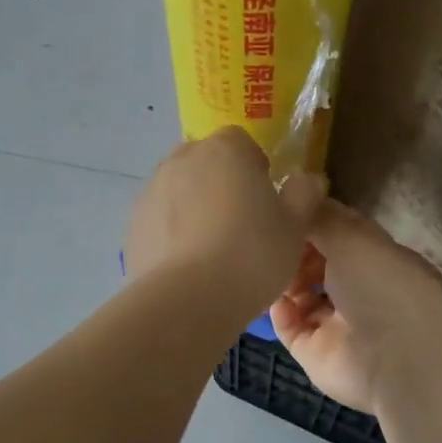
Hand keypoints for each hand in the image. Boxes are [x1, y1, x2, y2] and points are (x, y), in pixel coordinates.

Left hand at [125, 127, 325, 322]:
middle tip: (241, 225)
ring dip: (194, 208)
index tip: (265, 201)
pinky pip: (160, 220)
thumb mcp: (294, 227)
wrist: (186, 300)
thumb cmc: (251, 255)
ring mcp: (151, 190)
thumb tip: (308, 179)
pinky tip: (187, 266)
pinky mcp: (133, 224)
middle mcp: (182, 159)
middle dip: (221, 184)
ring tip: (212, 250)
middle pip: (206, 162)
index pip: (241, 142)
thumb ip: (304, 194)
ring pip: (180, 191)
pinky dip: (172, 233)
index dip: (255, 168)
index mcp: (225, 149)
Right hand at [270, 200, 441, 416]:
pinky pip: (289, 325)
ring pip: (299, 292)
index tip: (279, 203)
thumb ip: (319, 217)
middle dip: (292, 247)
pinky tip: (270, 296)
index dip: (310, 216)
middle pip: (315, 260)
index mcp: (375, 255)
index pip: (338, 229)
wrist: (399, 361)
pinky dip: (278, 310)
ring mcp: (335, 320)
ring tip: (264, 265)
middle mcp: (357, 286)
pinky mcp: (316, 350)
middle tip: (266, 237)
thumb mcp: (352, 237)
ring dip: (282, 278)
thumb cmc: (382, 286)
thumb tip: (295, 192)